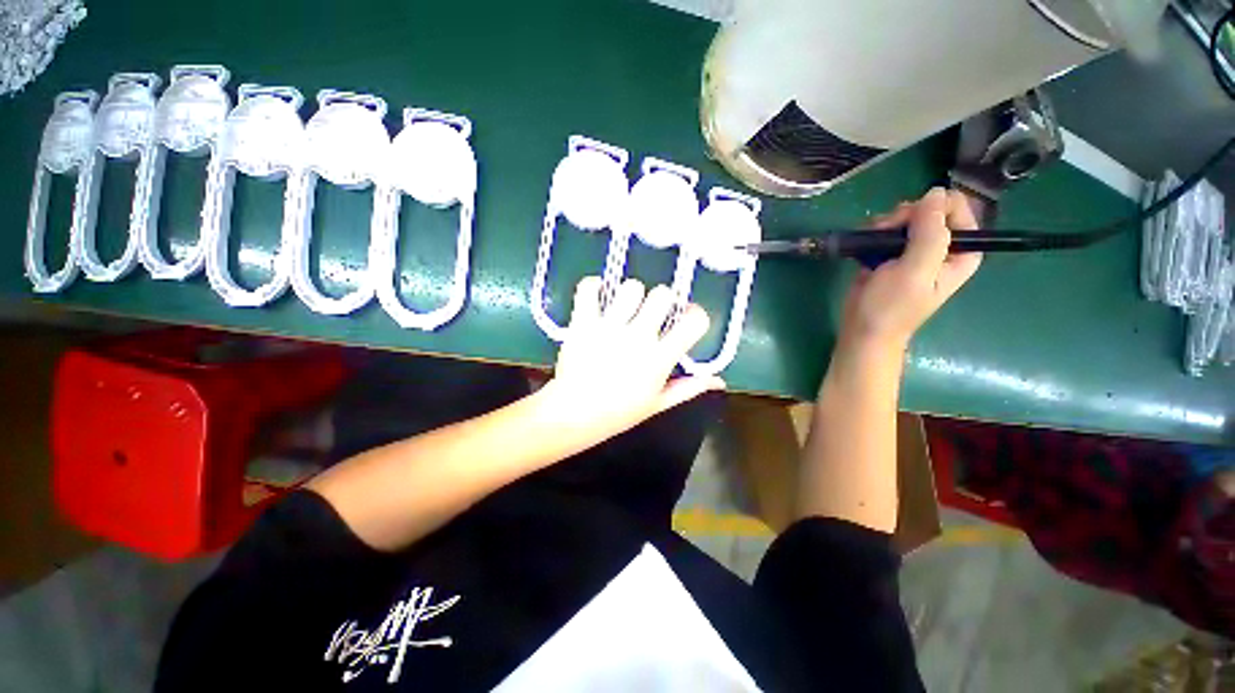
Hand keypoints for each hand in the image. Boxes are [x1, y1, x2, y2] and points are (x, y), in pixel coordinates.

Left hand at [539, 276, 725, 438]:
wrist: (574, 414)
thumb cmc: (619, 412)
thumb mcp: (658, 404)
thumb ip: (689, 388)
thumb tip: (718, 380)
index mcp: (660, 358)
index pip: (693, 321)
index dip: (695, 315)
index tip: (686, 319)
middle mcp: (638, 337)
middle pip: (662, 294)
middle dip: (661, 300)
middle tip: (651, 313)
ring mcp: (609, 327)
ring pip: (631, 287)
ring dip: (630, 294)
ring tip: (623, 308)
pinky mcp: (583, 322)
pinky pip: (589, 288)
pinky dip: (593, 286)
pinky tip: (598, 296)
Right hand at [840, 188, 982, 353]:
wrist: (862, 330)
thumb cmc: (891, 306)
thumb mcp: (915, 270)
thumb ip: (930, 232)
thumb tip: (935, 192)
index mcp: (961, 252)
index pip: (958, 210)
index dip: (932, 209)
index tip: (909, 220)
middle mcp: (942, 248)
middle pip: (929, 211)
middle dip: (905, 216)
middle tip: (886, 232)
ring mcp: (914, 251)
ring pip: (905, 218)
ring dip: (885, 224)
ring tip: (872, 241)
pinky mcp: (890, 255)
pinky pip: (887, 230)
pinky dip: (874, 232)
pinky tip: (865, 244)